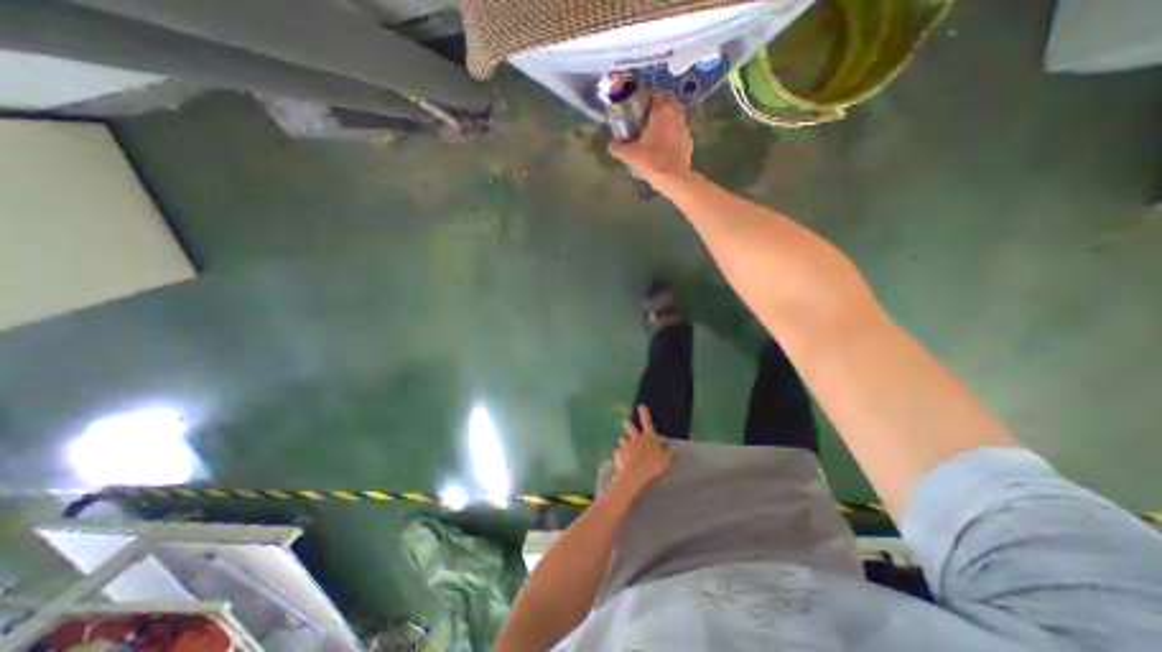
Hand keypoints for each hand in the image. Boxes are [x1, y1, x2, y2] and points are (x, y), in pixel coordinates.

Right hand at [610, 91, 686, 183]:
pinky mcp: (689, 141)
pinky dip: (674, 132)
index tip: (640, 108)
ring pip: (677, 115)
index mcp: (661, 111)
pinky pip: (680, 131)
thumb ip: (618, 148)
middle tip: (649, 117)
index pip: (655, 94)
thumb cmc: (651, 161)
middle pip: (669, 100)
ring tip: (657, 130)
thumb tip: (612, 145)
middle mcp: (675, 114)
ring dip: (668, 118)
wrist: (673, 178)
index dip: (647, 99)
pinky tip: (666, 144)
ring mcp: (685, 127)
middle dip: (660, 105)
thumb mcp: (629, 155)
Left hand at [611, 404, 677, 490]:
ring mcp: (626, 445)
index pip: (646, 421)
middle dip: (628, 423)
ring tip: (624, 447)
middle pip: (629, 425)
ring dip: (623, 441)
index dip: (644, 413)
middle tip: (626, 423)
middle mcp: (636, 438)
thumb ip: (669, 453)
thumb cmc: (653, 465)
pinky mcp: (618, 453)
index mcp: (648, 437)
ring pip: (621, 438)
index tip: (641, 406)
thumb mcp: (666, 460)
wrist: (635, 473)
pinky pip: (617, 451)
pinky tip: (621, 460)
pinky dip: (619, 454)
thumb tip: (674, 447)